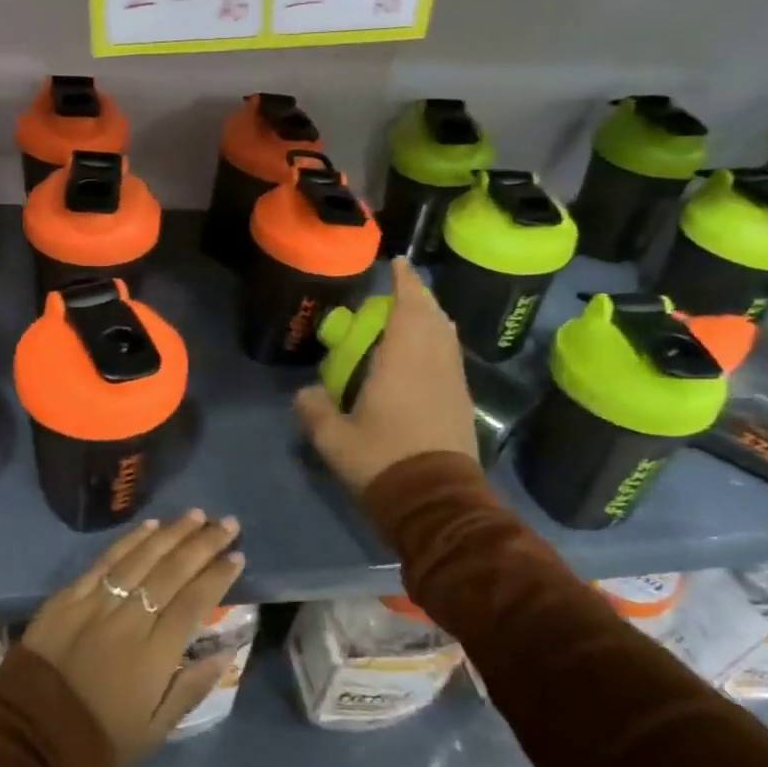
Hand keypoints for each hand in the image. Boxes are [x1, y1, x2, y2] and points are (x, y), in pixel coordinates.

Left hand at [21, 511, 243, 766]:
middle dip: (204, 544)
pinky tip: (150, 526)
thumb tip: (226, 651)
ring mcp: (97, 604)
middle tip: (228, 523)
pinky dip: (130, 541)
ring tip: (196, 515)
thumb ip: (192, 687)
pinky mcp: (69, 597)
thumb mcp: (155, 731)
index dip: (218, 577)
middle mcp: (130, 621)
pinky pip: (105, 561)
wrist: (28, 738)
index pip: (195, 603)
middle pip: (173, 572)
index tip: (238, 556)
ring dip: (173, 534)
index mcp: (154, 656)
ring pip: (142, 558)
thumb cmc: (99, 739)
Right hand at [294, 258, 478, 493]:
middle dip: (418, 297)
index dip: (404, 281)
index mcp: (404, 359)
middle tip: (397, 290)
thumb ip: (315, 409)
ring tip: (409, 318)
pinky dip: (437, 343)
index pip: (409, 306)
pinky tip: (421, 357)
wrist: (438, 504)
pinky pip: (450, 357)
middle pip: (433, 316)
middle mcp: (434, 361)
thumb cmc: (384, 461)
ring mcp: (453, 382)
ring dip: (430, 319)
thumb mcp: (334, 439)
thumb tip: (306, 393)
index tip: (398, 262)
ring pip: (446, 336)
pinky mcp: (461, 402)